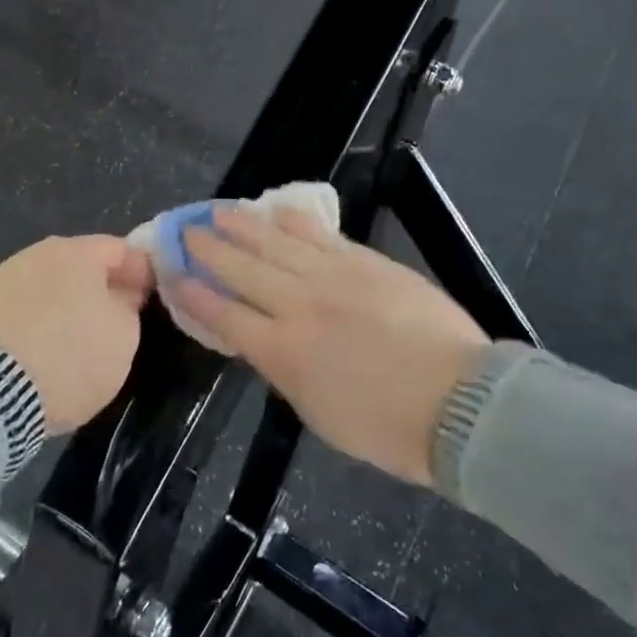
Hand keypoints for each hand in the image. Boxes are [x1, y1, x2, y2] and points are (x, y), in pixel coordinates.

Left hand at [0, 235, 153, 433]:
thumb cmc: (71, 356)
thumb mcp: (124, 336)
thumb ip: (128, 306)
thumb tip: (120, 295)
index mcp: (78, 250)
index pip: (122, 249)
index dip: (142, 272)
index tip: (151, 298)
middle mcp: (39, 252)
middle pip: (82, 263)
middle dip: (103, 285)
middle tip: (120, 317)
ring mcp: (5, 278)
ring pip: (51, 284)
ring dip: (69, 301)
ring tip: (81, 335)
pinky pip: (26, 306)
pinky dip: (42, 319)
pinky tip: (48, 346)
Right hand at [176, 207, 489, 484]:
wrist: (458, 401)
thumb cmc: (386, 426)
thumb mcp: (319, 413)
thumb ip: (286, 371)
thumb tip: (267, 343)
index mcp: (283, 352)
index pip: (226, 316)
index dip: (198, 295)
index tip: (177, 275)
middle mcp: (299, 306)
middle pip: (244, 271)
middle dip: (212, 251)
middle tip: (190, 231)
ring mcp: (334, 277)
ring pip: (277, 244)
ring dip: (245, 227)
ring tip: (221, 212)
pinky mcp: (366, 262)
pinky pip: (322, 235)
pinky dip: (296, 221)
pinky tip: (278, 210)